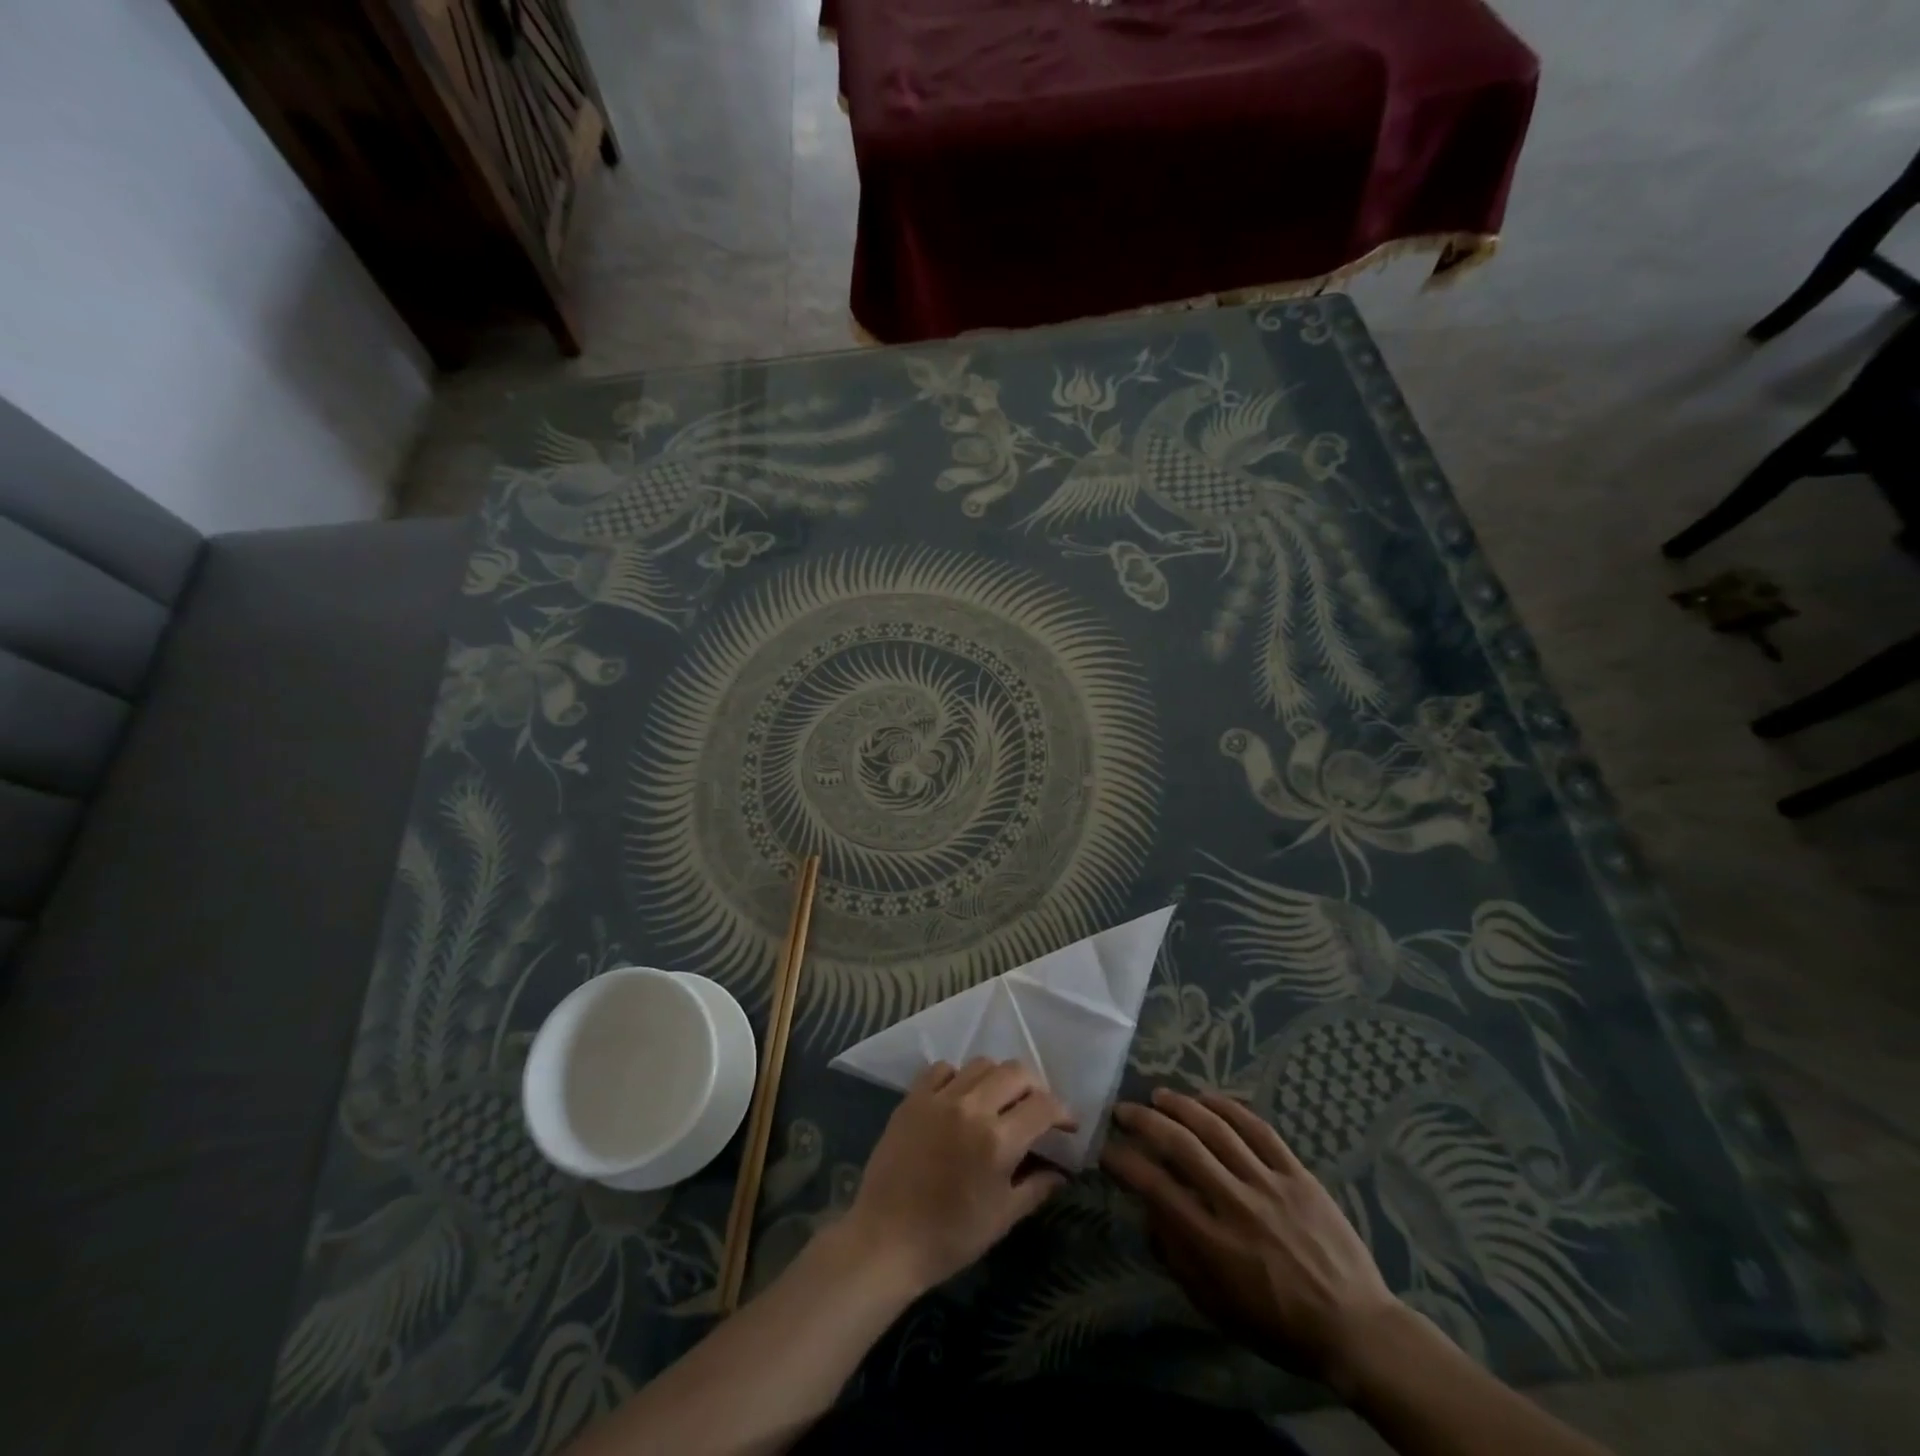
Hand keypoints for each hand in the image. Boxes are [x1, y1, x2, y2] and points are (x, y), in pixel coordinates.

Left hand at [842, 1058, 1074, 1294]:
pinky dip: (958, 1077)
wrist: (886, 1239)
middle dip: (1035, 1087)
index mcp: (998, 1140)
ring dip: (999, 1078)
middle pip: (1016, 1072)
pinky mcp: (913, 1098)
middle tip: (1036, 1108)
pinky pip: (942, 1069)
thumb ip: (1036, 1187)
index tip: (1067, 1125)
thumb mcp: (1002, 1218)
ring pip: (981, 1064)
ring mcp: (939, 1098)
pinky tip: (960, 1098)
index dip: (1062, 1112)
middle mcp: (972, 1108)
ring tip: (999, 1100)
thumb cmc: (950, 1237)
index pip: (1043, 1106)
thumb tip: (1062, 1171)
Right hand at [1102, 1087, 1401, 1393]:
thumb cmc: (1279, 1326)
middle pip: (1182, 1146)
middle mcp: (1237, 1204)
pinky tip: (1207, 1097)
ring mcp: (1270, 1184)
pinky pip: (1259, 1130)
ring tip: (1159, 1095)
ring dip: (1182, 1106)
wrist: (1356, 1329)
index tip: (1107, 1149)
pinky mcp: (1298, 1174)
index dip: (1125, 1163)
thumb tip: (1149, 1214)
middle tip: (1124, 1110)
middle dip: (1145, 1121)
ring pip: (1217, 1129)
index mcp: (1214, 1243)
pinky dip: (1230, 1108)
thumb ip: (1177, 1259)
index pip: (1156, 1188)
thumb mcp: (1217, 1307)